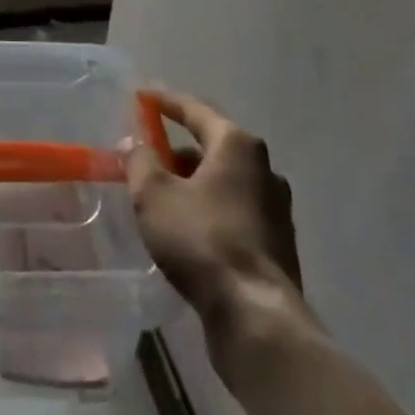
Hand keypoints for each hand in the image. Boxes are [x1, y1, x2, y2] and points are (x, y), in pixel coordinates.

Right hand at [125, 90, 309, 338]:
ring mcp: (276, 209)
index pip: (195, 110)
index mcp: (237, 145)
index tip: (141, 96)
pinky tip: (186, 229)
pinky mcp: (277, 245)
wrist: (257, 318)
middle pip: (212, 146)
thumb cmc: (202, 240)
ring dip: (192, 183)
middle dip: (177, 150)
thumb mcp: (154, 194)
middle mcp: (264, 169)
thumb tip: (136, 144)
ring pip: (224, 182)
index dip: (165, 101)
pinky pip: (234, 211)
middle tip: (147, 156)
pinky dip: (208, 209)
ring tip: (161, 197)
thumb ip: (140, 160)